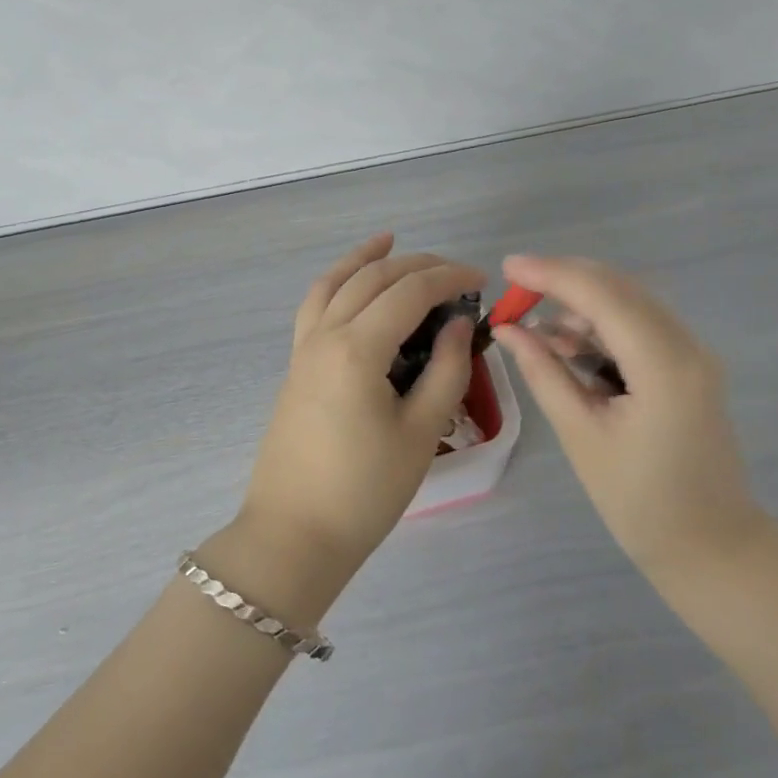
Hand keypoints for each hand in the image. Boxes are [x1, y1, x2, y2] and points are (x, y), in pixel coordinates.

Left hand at [236, 233, 482, 578]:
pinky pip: (315, 305)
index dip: (449, 278)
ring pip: (334, 282)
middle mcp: (325, 334)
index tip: (482, 281)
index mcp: (358, 348)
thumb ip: (446, 370)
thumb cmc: (365, 490)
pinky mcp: (296, 365)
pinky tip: (351, 284)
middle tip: (454, 272)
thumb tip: (457, 324)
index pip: (409, 292)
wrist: (294, 535)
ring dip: (366, 259)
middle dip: (417, 265)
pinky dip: (336, 282)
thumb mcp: (420, 431)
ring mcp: (304, 348)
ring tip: (390, 241)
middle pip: (373, 278)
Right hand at [493, 254, 769, 581]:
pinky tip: (566, 343)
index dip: (551, 274)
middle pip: (619, 288)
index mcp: (664, 365)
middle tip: (515, 290)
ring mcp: (693, 353)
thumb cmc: (640, 502)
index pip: (602, 296)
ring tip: (533, 327)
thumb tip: (508, 329)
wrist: (711, 548)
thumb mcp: (581, 435)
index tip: (507, 267)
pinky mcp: (688, 365)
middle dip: (563, 280)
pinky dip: (600, 326)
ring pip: (629, 303)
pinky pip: (639, 326)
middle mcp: (686, 345)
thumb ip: (544, 372)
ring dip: (580, 304)